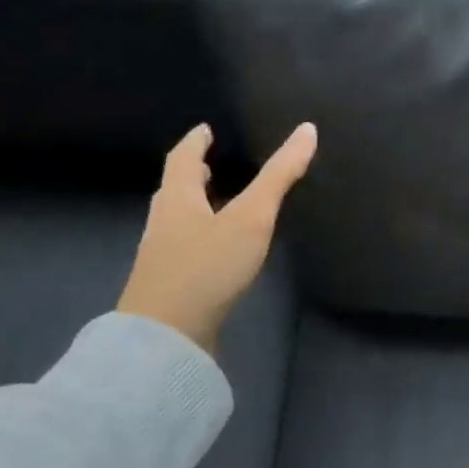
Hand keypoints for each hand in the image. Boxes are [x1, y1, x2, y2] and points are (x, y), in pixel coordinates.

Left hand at [117, 121, 317, 354]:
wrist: (165, 338)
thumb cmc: (207, 266)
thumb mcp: (251, 216)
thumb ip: (279, 175)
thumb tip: (307, 129)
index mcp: (177, 200)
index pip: (181, 159)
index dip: (195, 142)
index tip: (204, 130)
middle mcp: (163, 223)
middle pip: (175, 190)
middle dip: (191, 175)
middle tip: (209, 164)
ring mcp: (161, 258)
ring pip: (177, 220)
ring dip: (195, 207)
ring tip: (216, 203)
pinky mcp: (168, 286)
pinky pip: (183, 248)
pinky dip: (198, 237)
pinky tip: (216, 251)